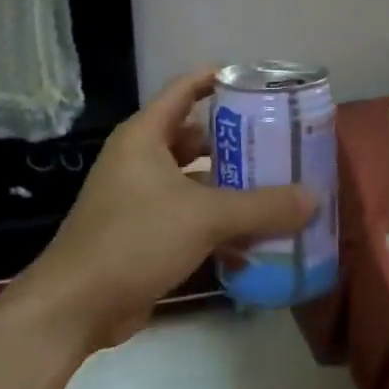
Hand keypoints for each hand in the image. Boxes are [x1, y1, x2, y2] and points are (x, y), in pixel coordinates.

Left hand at [17, 68, 315, 353]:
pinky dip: (220, 225)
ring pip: (196, 181)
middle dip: (237, 141)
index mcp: (145, 138)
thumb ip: (262, 206)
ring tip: (278, 189)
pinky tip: (255, 242)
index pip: (184, 90)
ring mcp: (141, 200)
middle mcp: (141, 162)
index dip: (217, 79)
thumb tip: (313, 198)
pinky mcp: (145, 236)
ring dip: (232, 188)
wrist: (75, 309)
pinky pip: (191, 218)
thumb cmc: (134, 240)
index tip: (258, 82)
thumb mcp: (205, 217)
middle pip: (196, 138)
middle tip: (280, 142)